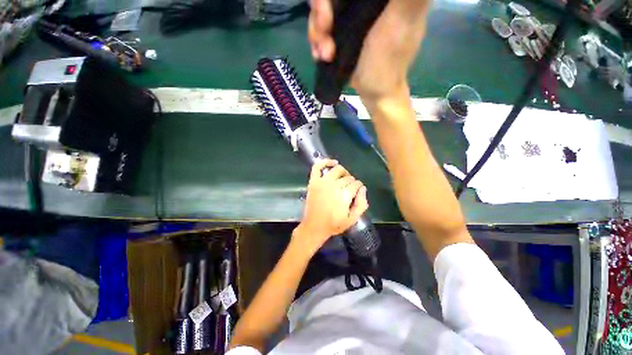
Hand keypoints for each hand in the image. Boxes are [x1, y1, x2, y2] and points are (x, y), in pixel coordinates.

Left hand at [292, 159, 368, 255]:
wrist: (314, 226)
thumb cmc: (334, 224)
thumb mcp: (352, 219)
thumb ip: (361, 204)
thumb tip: (363, 189)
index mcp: (344, 194)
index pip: (357, 184)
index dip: (359, 187)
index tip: (357, 192)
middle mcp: (334, 185)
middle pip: (348, 177)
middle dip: (352, 182)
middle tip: (349, 190)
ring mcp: (322, 181)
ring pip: (337, 169)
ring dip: (343, 172)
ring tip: (343, 179)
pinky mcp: (314, 181)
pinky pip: (318, 166)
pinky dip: (325, 162)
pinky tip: (333, 162)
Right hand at [308, 0, 431, 103]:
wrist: (374, 94)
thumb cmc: (388, 63)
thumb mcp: (401, 22)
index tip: (330, 7)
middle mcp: (365, 2)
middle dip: (321, 10)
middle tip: (324, 30)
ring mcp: (351, 18)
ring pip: (322, 11)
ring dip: (317, 32)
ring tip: (325, 54)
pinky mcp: (341, 35)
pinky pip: (320, 29)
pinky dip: (317, 42)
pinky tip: (321, 55)